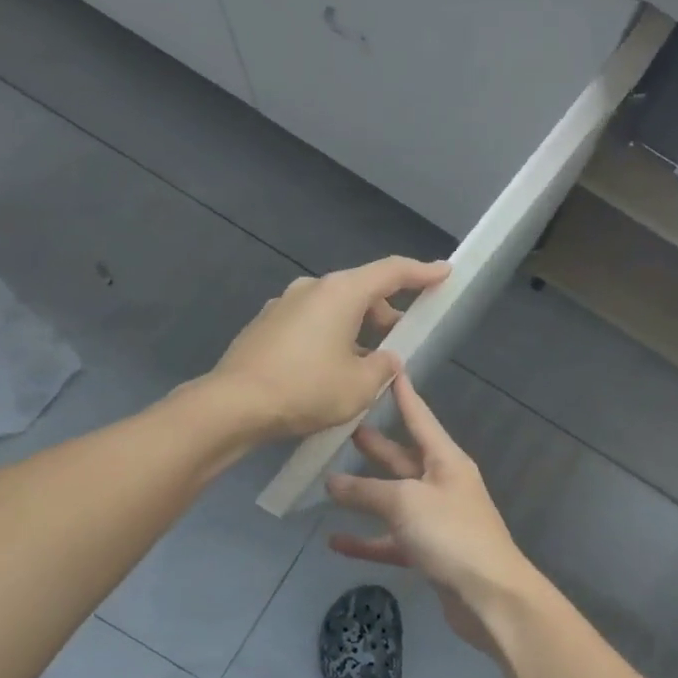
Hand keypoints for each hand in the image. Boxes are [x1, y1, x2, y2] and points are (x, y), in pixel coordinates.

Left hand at [210, 256, 449, 439]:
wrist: (233, 405)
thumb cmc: (306, 390)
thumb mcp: (360, 386)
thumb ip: (384, 367)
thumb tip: (386, 359)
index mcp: (341, 293)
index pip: (391, 272)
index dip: (422, 272)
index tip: (443, 272)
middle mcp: (311, 289)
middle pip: (360, 291)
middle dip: (386, 312)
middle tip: (403, 338)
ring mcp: (283, 305)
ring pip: (333, 309)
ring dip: (356, 329)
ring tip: (367, 364)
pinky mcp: (265, 326)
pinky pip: (309, 324)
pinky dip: (329, 338)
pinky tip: (330, 371)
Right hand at [324, 372, 535, 655]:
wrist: (490, 596)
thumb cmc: (451, 534)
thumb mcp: (405, 502)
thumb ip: (366, 491)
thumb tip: (332, 482)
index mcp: (446, 461)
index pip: (420, 418)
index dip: (404, 395)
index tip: (391, 369)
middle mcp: (443, 485)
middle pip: (404, 458)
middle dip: (377, 444)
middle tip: (344, 426)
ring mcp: (437, 520)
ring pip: (395, 500)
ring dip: (366, 493)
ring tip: (330, 481)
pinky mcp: (430, 553)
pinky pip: (392, 540)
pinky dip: (367, 540)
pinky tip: (336, 542)